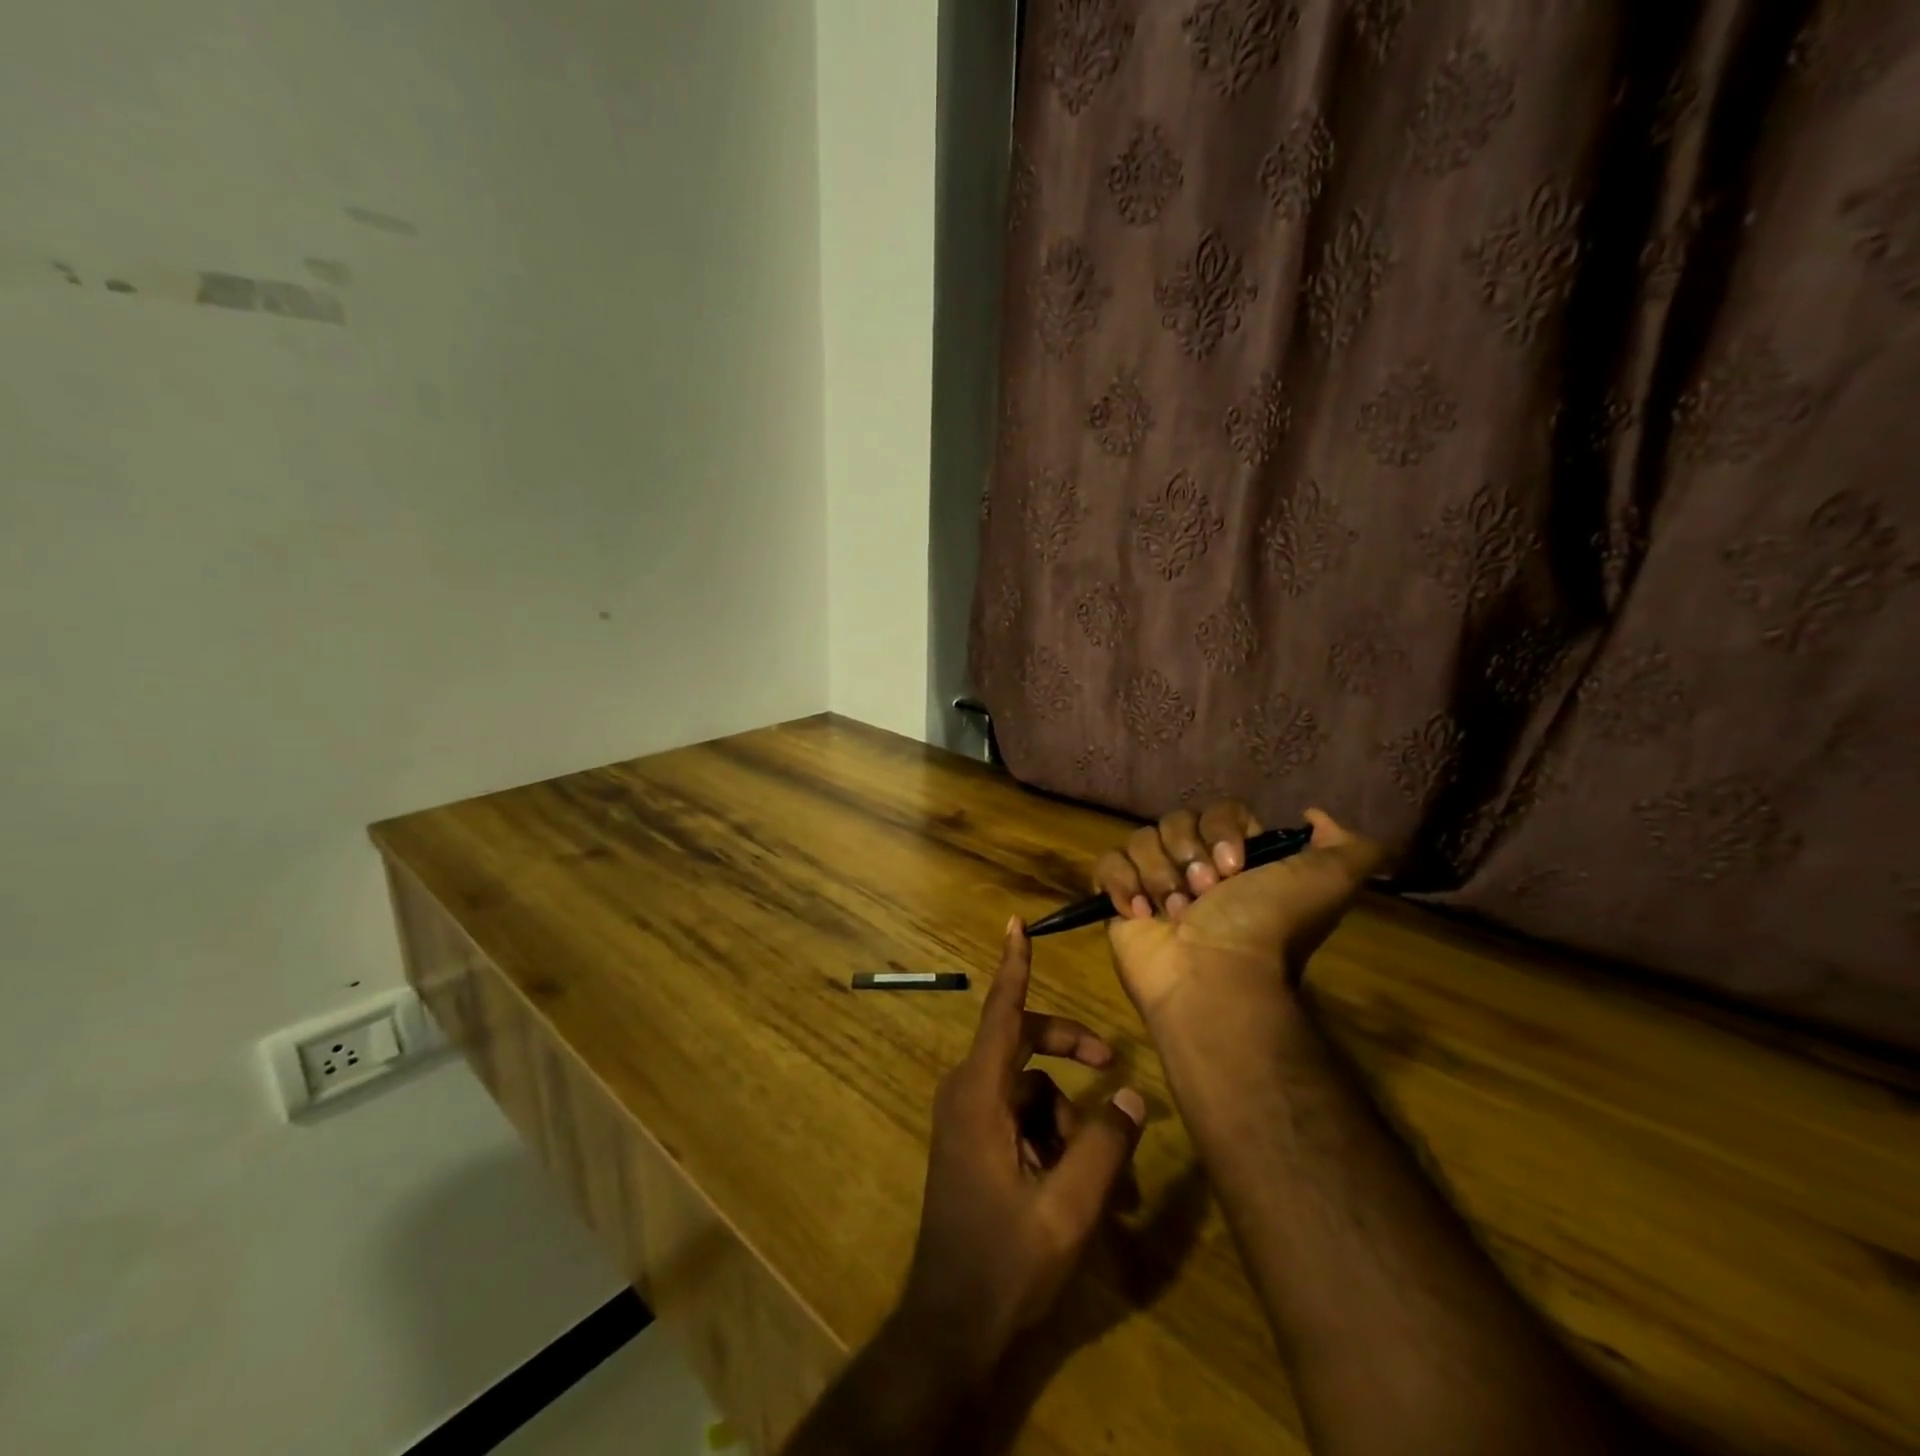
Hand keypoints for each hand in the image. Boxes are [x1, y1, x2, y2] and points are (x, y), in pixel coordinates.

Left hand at [896, 917, 1146, 1374]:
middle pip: (1023, 1045)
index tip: (1016, 924)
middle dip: (1069, 1049)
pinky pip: (1020, 1117)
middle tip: (1110, 1061)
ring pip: (1030, 1089)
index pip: (1001, 1012)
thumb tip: (1132, 1091)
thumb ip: (1105, 1144)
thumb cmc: (1005, 1262)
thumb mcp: (1068, 1206)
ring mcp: (967, 1118)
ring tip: (1105, 1178)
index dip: (1013, 966)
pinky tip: (1080, 1186)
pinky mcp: (973, 1142)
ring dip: (1069, 1119)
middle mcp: (966, 1093)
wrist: (951, 1327)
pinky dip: (1053, 1137)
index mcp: (978, 1094)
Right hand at [1093, 804, 1386, 1023]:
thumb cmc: (1266, 928)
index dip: (1221, 831)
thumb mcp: (1329, 883)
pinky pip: (1107, 865)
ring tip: (1174, 915)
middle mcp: (1196, 866)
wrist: (1215, 980)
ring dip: (1158, 876)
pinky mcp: (1119, 901)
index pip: (1219, 810)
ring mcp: (1154, 882)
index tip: (1234, 868)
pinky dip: (1122, 885)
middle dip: (1187, 856)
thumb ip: (1350, 847)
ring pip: (1141, 840)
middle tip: (1204, 895)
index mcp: (1239, 858)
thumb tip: (1314, 815)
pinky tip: (1141, 914)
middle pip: (1175, 821)